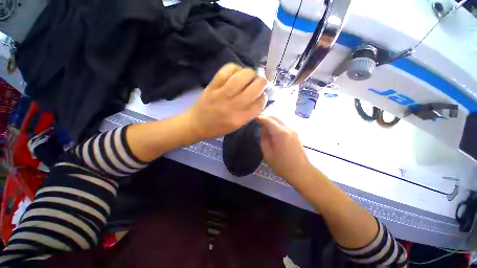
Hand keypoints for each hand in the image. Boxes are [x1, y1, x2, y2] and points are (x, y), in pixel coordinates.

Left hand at [183, 63, 266, 141]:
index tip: (263, 95)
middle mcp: (233, 105)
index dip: (264, 97)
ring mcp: (222, 94)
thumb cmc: (218, 128)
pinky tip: (237, 72)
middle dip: (262, 82)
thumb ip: (249, 113)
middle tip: (260, 82)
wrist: (196, 124)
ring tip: (251, 75)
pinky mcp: (213, 86)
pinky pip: (227, 70)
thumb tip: (259, 97)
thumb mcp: (236, 126)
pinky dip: (236, 68)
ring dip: (251, 73)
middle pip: (255, 88)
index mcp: (240, 118)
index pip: (259, 103)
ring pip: (243, 76)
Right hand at [257, 115, 311, 181]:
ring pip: (280, 120)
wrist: (301, 172)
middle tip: (258, 123)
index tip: (253, 119)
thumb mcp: (268, 154)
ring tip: (264, 127)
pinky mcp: (296, 134)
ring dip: (271, 121)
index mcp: (280, 133)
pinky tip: (272, 132)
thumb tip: (262, 130)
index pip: (268, 120)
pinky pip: (284, 125)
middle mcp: (288, 128)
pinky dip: (276, 125)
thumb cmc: (282, 165)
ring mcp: (293, 130)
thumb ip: (263, 139)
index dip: (260, 118)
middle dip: (265, 118)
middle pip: (275, 117)